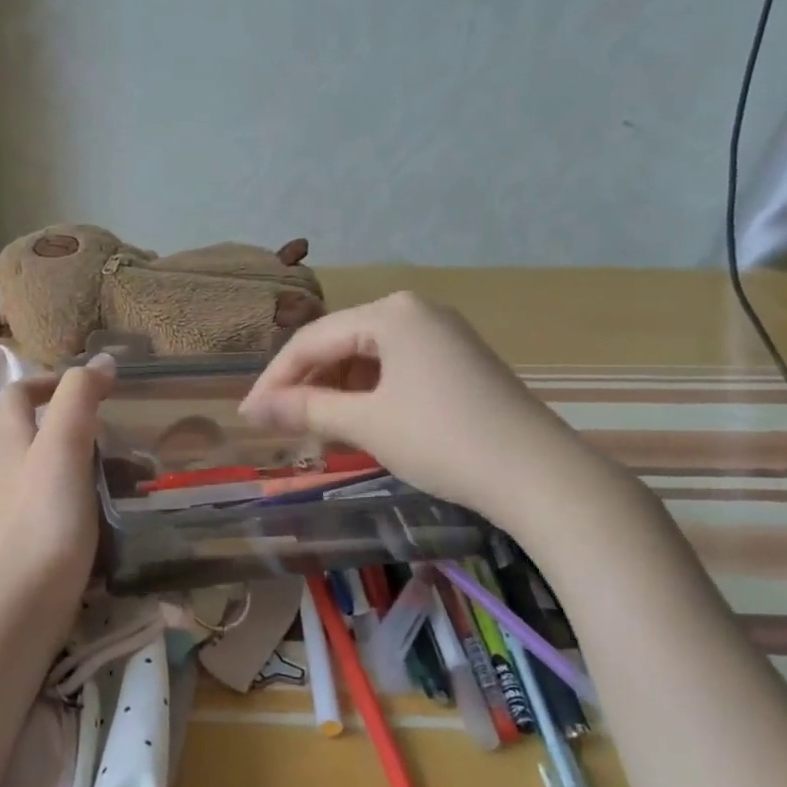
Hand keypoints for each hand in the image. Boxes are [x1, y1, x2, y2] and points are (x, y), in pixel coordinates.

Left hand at [0, 354, 116, 642]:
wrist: (24, 607)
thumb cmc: (44, 519)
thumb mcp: (62, 447)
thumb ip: (78, 399)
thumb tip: (100, 361)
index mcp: (14, 444)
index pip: (17, 395)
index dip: (48, 380)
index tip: (92, 386)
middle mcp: (12, 474)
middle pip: (41, 434)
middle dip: (83, 427)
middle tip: (125, 436)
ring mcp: (23, 512)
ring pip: (60, 474)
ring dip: (96, 468)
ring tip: (139, 478)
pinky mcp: (40, 545)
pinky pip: (69, 510)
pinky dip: (96, 504)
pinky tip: (123, 515)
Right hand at [238, 292, 599, 528]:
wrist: (539, 475)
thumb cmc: (442, 440)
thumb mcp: (366, 423)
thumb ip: (305, 409)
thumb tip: (253, 409)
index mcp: (391, 312)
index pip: (313, 340)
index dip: (275, 379)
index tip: (248, 416)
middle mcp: (415, 311)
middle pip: (340, 344)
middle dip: (305, 385)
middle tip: (277, 425)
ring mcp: (441, 335)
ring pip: (367, 358)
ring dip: (335, 392)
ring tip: (313, 429)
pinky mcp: (457, 362)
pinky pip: (395, 369)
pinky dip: (368, 395)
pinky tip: (356, 423)